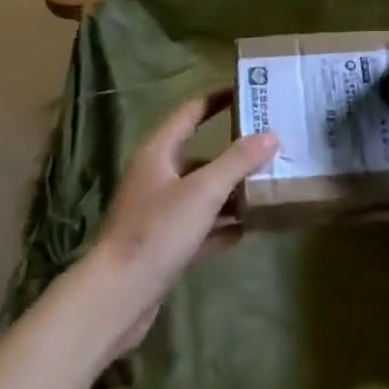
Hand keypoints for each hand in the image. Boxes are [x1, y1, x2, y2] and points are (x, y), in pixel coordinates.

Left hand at [89, 92, 277, 354]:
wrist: (117, 298)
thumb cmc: (157, 231)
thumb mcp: (203, 191)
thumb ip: (238, 161)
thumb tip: (271, 135)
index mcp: (159, 152)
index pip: (191, 112)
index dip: (218, 98)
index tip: (249, 91)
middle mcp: (157, 176)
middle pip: (200, 153)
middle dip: (234, 150)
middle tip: (270, 143)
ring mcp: (159, 212)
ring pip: (202, 192)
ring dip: (231, 190)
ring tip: (268, 185)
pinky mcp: (164, 245)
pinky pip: (201, 226)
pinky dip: (223, 224)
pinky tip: (249, 228)